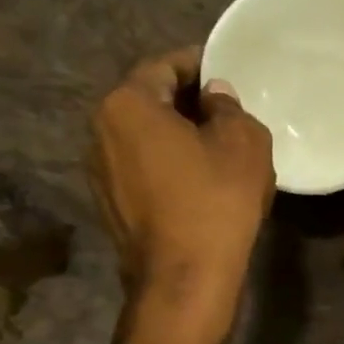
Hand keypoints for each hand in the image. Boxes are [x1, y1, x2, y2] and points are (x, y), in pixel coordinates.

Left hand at [90, 47, 272, 323]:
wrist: (185, 278)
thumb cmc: (216, 201)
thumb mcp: (243, 142)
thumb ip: (229, 107)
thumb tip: (214, 97)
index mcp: (127, 104)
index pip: (164, 67)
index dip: (199, 65)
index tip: (227, 72)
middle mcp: (100, 131)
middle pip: (149, 103)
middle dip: (188, 104)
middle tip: (228, 113)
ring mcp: (100, 172)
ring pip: (145, 139)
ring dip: (177, 138)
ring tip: (216, 151)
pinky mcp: (110, 206)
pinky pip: (143, 171)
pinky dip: (168, 167)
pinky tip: (198, 185)